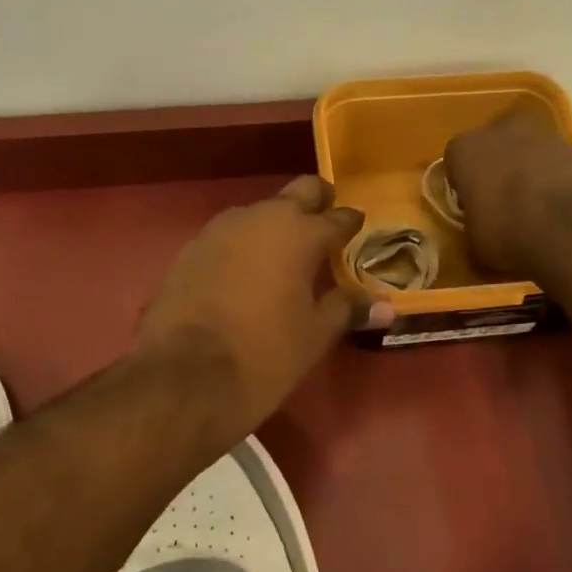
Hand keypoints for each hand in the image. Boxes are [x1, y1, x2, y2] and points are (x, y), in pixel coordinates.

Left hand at [137, 176, 392, 435]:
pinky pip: (228, 237)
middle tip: (325, 227)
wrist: (183, 378)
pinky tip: (245, 274)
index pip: (338, 217)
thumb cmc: (265, 354)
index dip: (351, 224)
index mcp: (300, 233)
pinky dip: (243, 247)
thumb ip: (348, 309)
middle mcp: (260, 218)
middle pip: (298, 193)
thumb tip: (388, 305)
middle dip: (316, 204)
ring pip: (258, 213)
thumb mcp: (315, 335)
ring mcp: (219, 230)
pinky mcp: (189, 250)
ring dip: (275, 226)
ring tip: (284, 256)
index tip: (357, 231)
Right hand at [443, 107, 571, 278]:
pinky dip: (558, 180)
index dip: (464, 183)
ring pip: (529, 151)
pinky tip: (564, 209)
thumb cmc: (507, 232)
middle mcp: (501, 130)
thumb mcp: (475, 239)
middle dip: (498, 168)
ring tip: (538, 209)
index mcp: (466, 148)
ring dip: (530, 172)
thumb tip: (482, 222)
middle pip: (495, 146)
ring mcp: (544, 135)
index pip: (456, 160)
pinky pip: (558, 164)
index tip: (473, 206)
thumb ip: (474, 220)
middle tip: (504, 202)